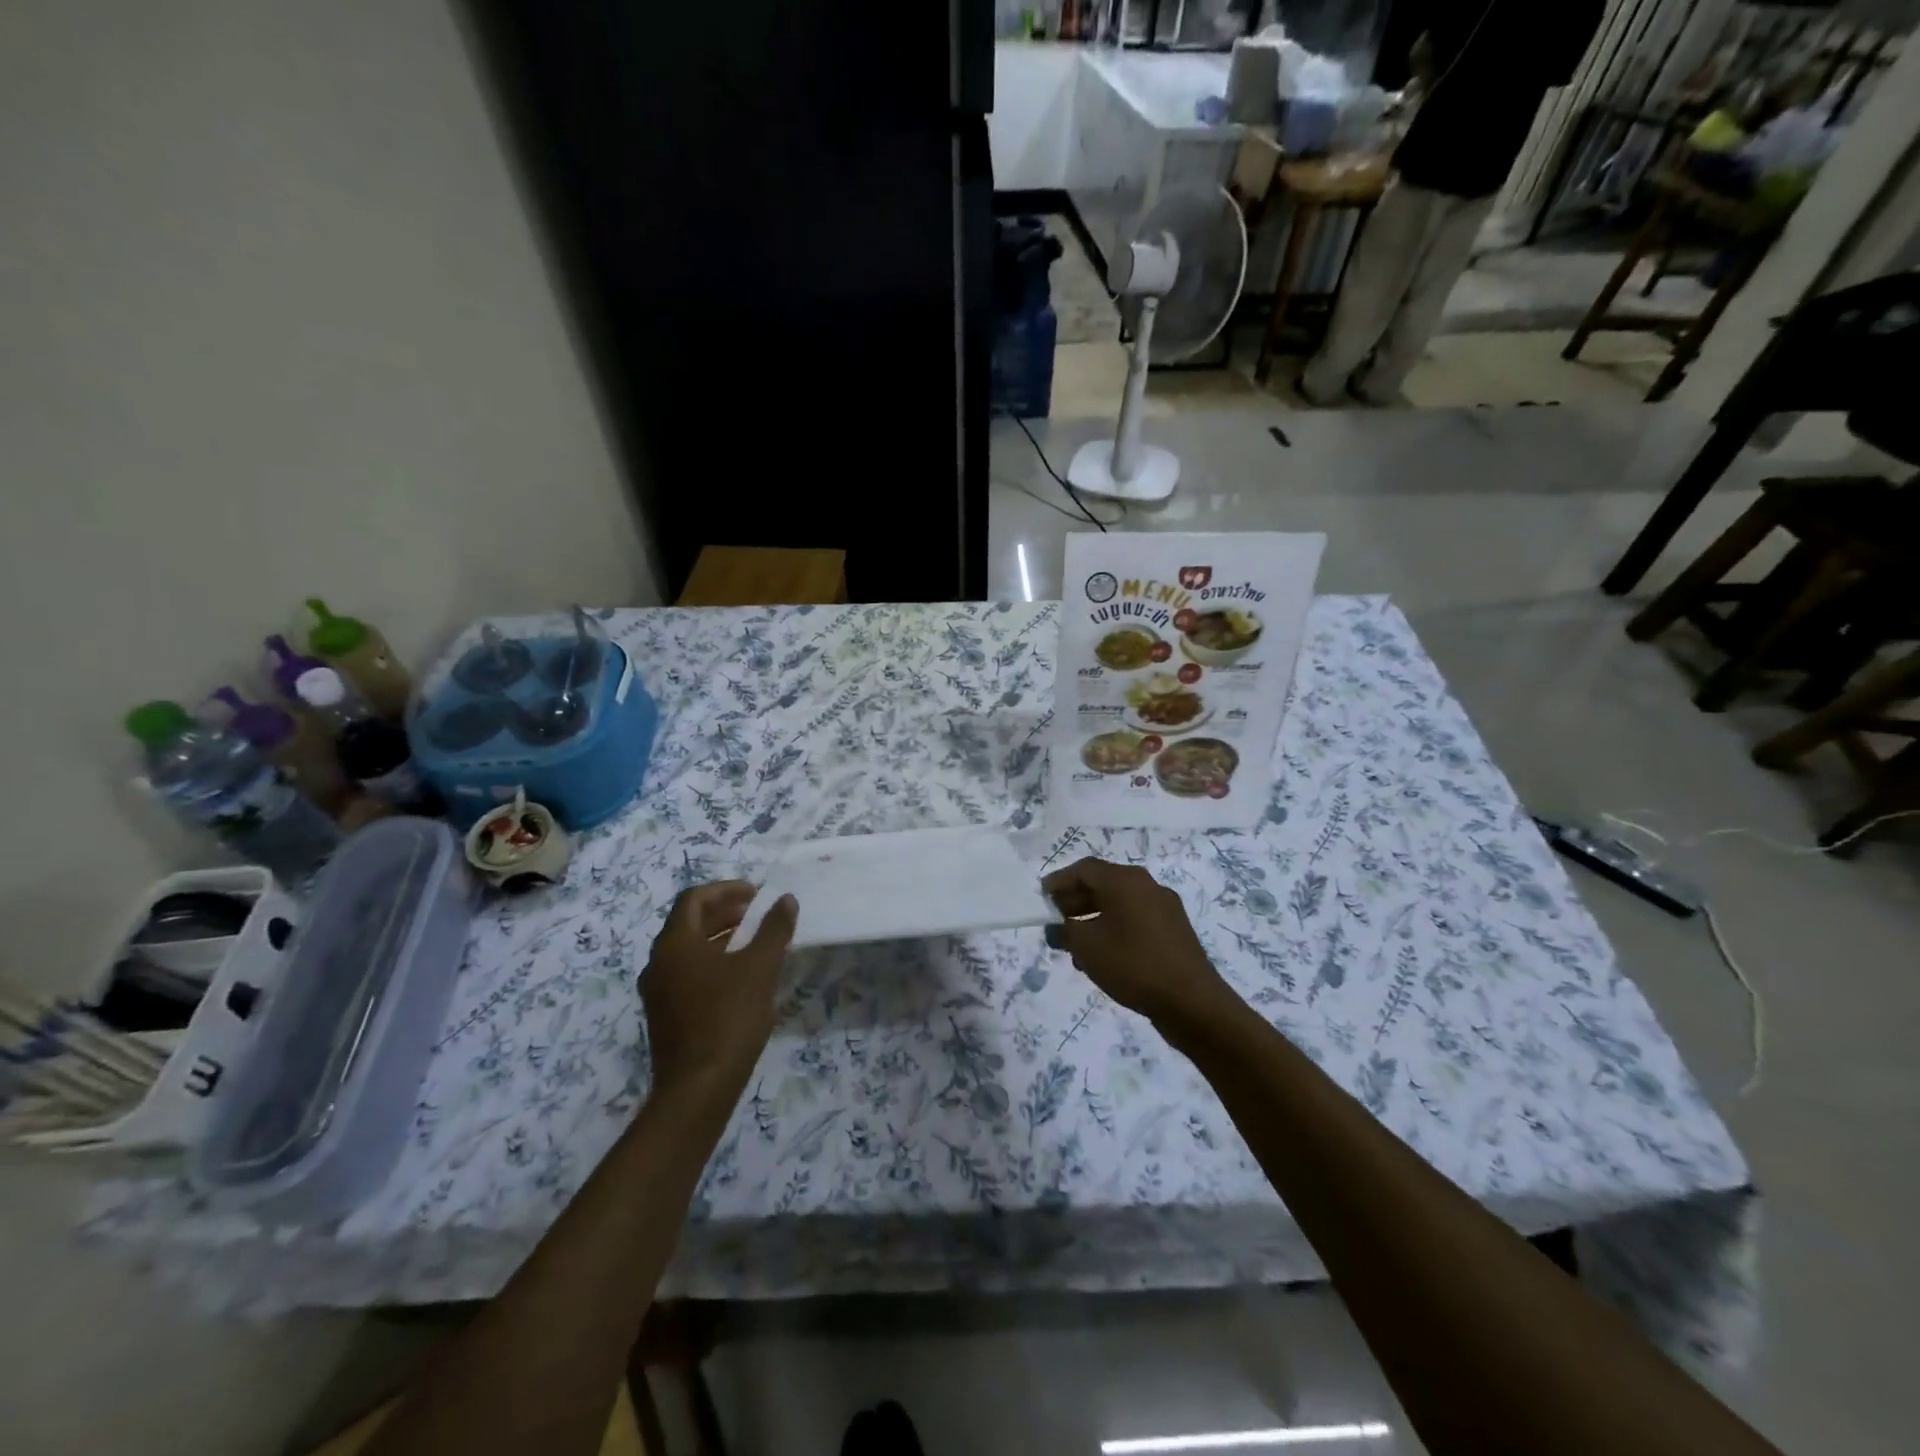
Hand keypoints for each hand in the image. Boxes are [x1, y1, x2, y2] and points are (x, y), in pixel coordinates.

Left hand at [639, 881, 797, 1104]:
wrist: (698, 1088)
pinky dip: (713, 963)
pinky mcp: (665, 1015)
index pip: (694, 898)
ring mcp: (658, 991)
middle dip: (725, 913)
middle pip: (689, 923)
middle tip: (758, 914)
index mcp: (675, 944)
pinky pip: (687, 974)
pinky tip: (740, 978)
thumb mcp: (760, 968)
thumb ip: (774, 929)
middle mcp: (658, 962)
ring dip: (720, 938)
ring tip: (754, 943)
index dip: (726, 889)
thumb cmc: (728, 1018)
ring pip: (688, 950)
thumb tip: (785, 900)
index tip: (756, 894)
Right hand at [1043, 858, 1242, 1032]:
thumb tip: (1055, 927)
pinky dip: (1113, 929)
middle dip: (1075, 900)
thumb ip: (1064, 931)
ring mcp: (1164, 908)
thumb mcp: (1087, 947)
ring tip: (1074, 944)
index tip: (1041, 899)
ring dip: (1093, 917)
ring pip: (1119, 904)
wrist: (1191, 1002)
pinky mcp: (1174, 931)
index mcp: (1125, 880)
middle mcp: (1147, 885)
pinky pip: (1135, 920)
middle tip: (1054, 920)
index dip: (1059, 882)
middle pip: (1103, 883)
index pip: (1084, 869)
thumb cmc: (1133, 965)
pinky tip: (1102, 956)